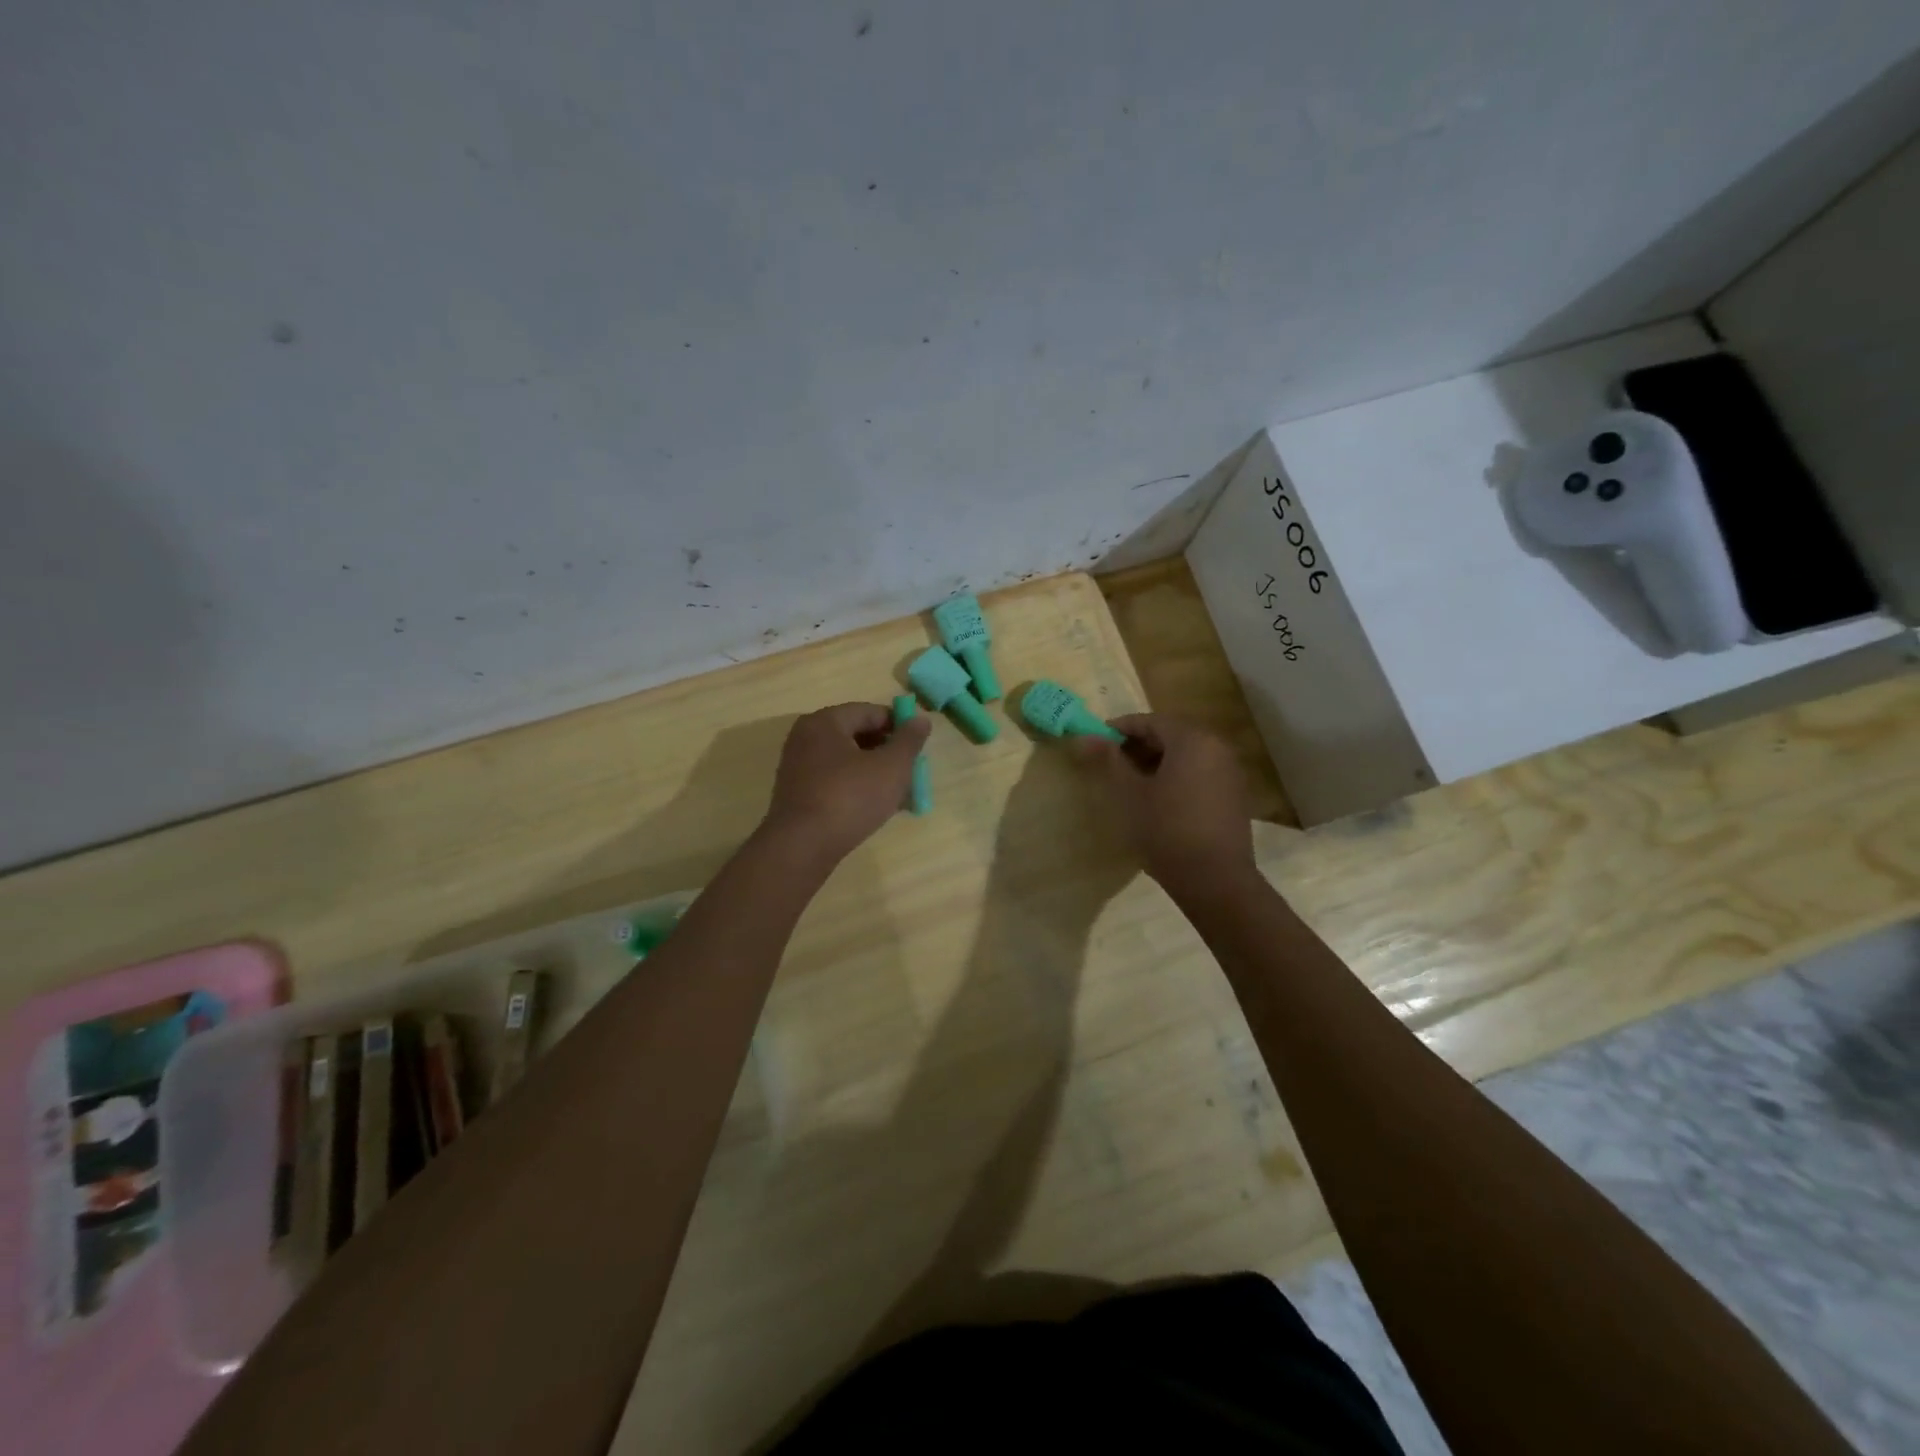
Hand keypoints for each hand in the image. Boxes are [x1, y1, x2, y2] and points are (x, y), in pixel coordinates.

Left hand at [761, 703, 931, 863]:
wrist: (802, 847)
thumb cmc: (850, 798)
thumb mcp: (891, 767)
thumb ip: (909, 740)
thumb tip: (920, 718)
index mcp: (825, 721)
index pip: (870, 712)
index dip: (899, 726)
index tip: (919, 746)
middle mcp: (806, 737)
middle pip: (857, 735)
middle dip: (887, 751)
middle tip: (910, 771)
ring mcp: (798, 766)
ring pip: (847, 760)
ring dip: (874, 772)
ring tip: (898, 793)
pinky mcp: (797, 793)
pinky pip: (834, 780)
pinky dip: (856, 787)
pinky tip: (874, 807)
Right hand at [1070, 714, 1254, 893]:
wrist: (1215, 880)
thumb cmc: (1166, 830)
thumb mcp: (1130, 794)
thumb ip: (1109, 761)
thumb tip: (1085, 736)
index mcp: (1192, 740)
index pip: (1151, 721)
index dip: (1121, 728)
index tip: (1097, 741)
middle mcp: (1216, 747)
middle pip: (1172, 735)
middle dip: (1139, 745)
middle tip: (1111, 762)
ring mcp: (1230, 772)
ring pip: (1187, 755)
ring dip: (1158, 761)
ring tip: (1131, 782)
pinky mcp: (1234, 796)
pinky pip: (1200, 773)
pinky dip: (1177, 776)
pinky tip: (1159, 799)